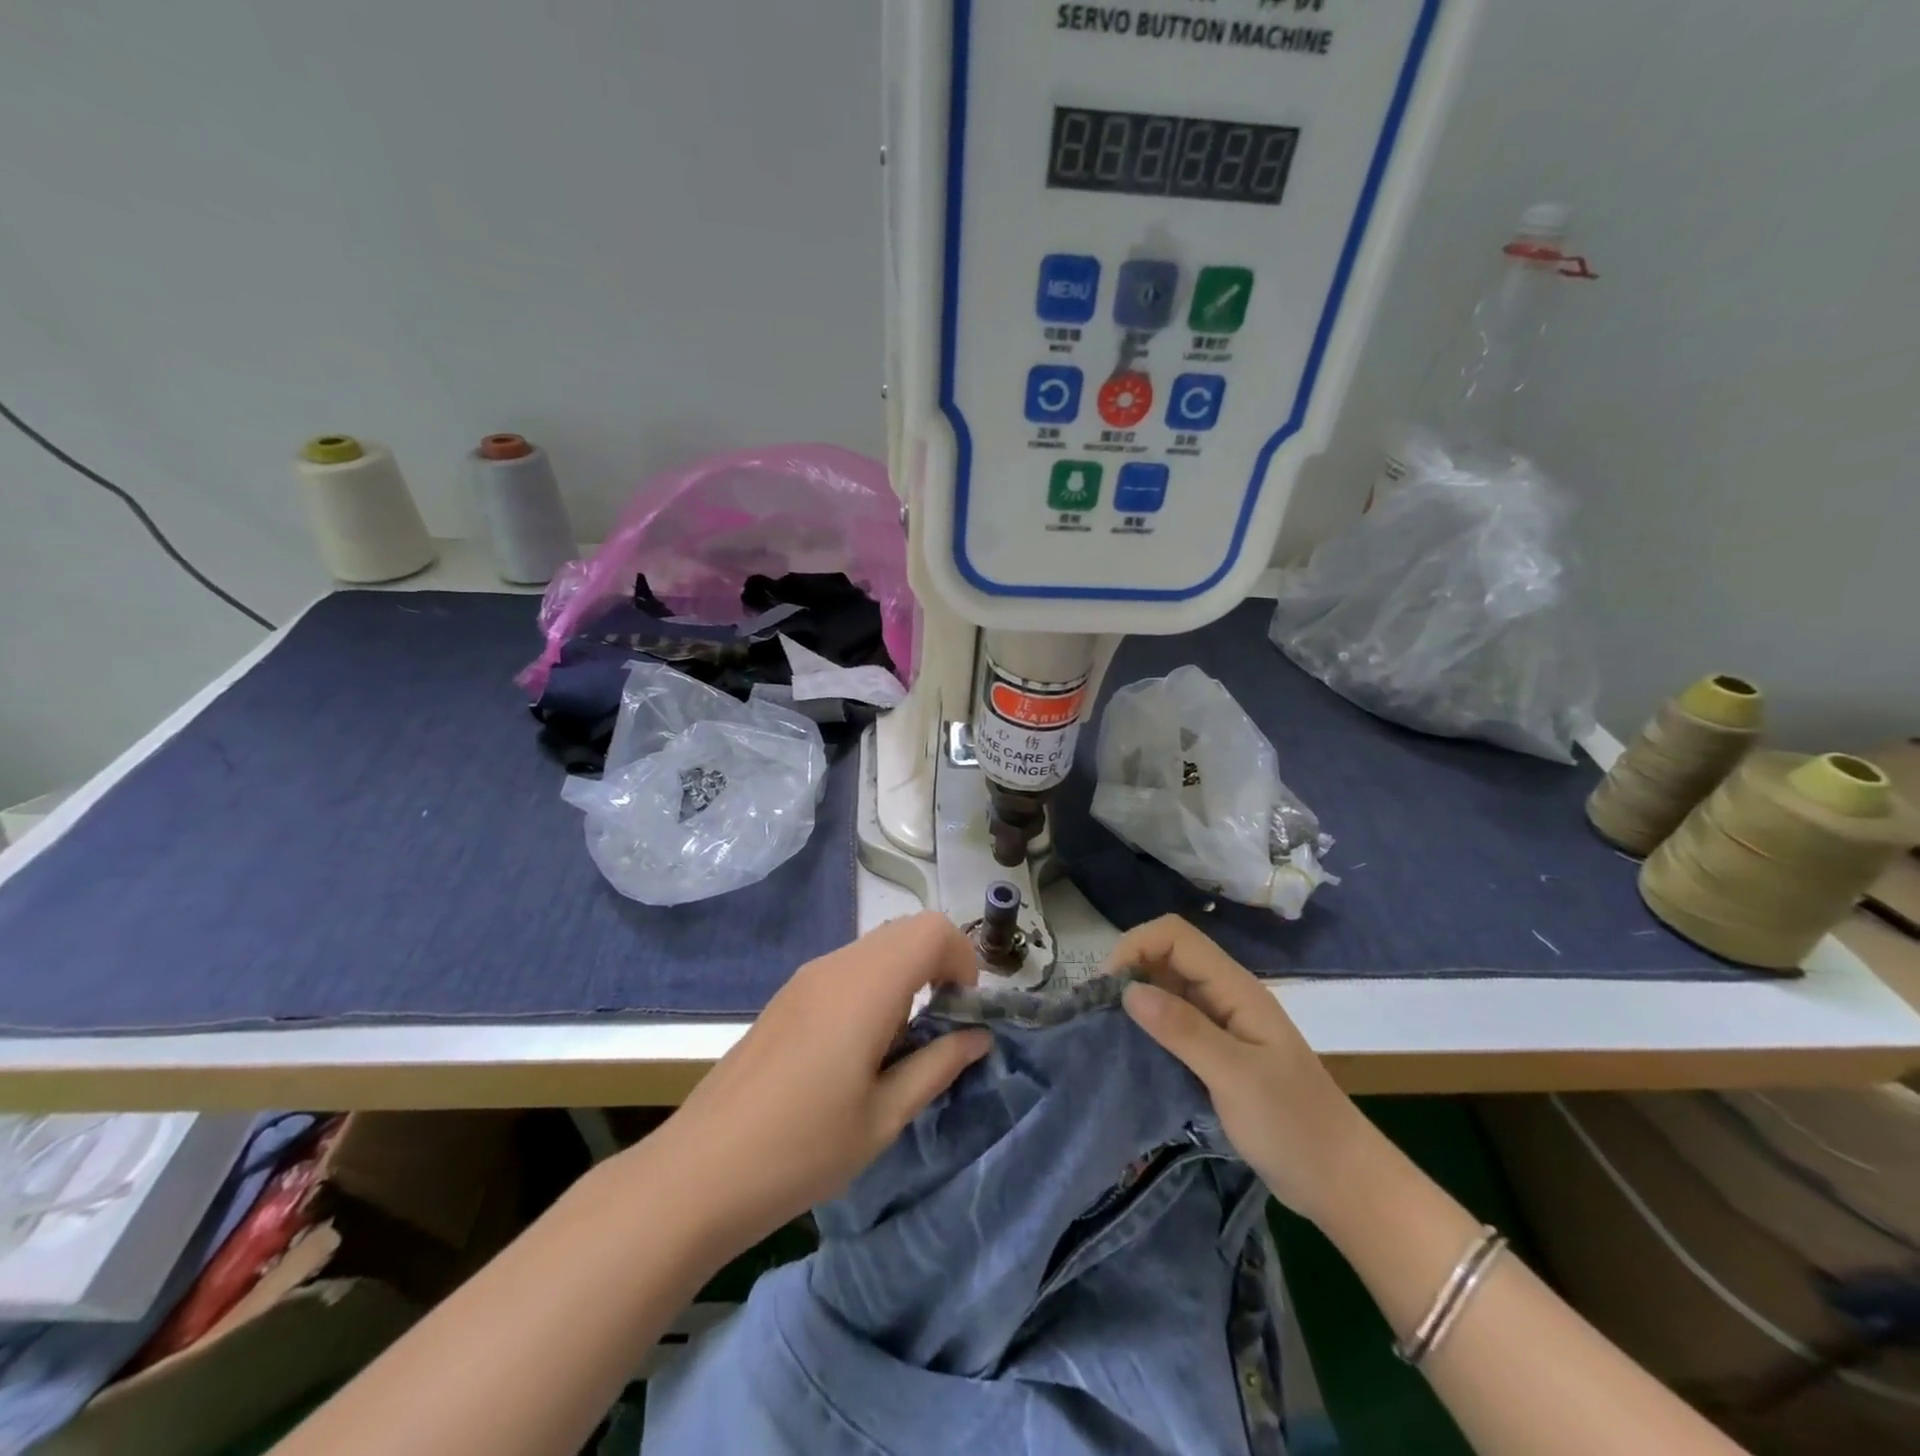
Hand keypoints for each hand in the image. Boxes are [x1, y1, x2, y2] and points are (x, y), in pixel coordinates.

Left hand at [646, 912, 990, 1255]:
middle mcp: (836, 965)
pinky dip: (876, 985)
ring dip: (907, 975)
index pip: (932, 929)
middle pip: (907, 930)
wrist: (699, 1172)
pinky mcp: (788, 995)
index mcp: (866, 986)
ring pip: (877, 947)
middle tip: (941, 1027)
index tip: (962, 1013)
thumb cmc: (801, 1150)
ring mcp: (807, 977)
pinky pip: (848, 967)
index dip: (963, 960)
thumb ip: (937, 1066)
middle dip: (939, 964)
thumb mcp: (883, 1118)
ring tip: (902, 1043)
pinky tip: (860, 1047)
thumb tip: (978, 1036)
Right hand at [1107, 915, 1373, 1224]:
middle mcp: (1225, 995)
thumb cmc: (1294, 1126)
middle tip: (1098, 1011)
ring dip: (1136, 998)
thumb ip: (1184, 1030)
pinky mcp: (1217, 1052)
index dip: (1136, 946)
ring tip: (1106, 1029)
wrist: (1341, 1182)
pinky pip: (1174, 1021)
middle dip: (1130, 970)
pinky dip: (1148, 1025)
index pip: (1175, 936)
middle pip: (1168, 955)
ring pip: (1168, 987)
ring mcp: (1222, 1024)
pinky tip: (1132, 1049)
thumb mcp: (1236, 1077)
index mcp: (1235, 988)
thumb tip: (1128, 990)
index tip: (1107, 988)